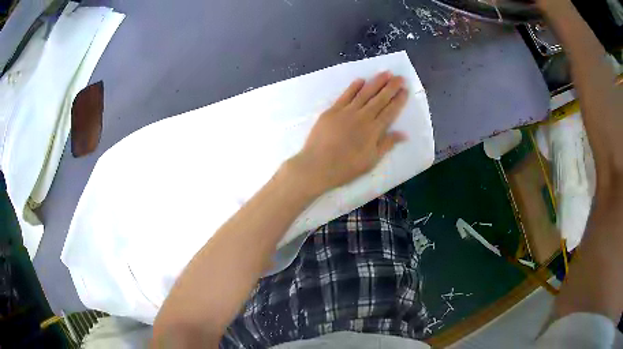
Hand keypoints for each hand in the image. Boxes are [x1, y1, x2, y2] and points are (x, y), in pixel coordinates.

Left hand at [289, 71, 408, 195]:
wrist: (318, 165)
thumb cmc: (346, 167)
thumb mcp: (371, 160)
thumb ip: (387, 144)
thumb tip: (404, 134)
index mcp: (374, 130)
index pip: (390, 111)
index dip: (398, 100)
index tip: (405, 90)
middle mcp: (362, 116)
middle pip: (380, 98)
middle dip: (391, 87)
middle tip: (400, 77)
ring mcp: (346, 111)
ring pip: (364, 93)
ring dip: (376, 82)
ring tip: (385, 73)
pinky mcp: (332, 110)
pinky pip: (345, 95)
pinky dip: (353, 87)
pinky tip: (361, 80)